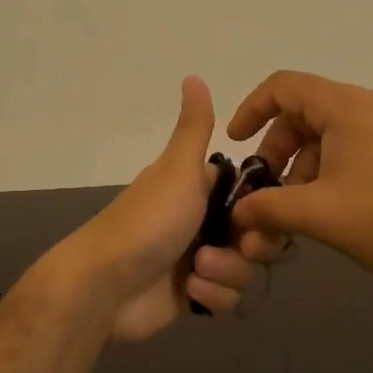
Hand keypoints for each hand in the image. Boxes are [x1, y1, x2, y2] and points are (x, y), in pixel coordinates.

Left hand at [66, 76, 263, 343]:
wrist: (106, 285)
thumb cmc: (148, 220)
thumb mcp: (178, 168)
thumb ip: (194, 127)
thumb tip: (193, 76)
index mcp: (200, 188)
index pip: (253, 194)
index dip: (266, 205)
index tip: (265, 212)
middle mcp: (202, 221)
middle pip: (256, 234)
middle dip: (251, 245)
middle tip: (240, 246)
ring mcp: (198, 260)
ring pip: (244, 268)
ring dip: (226, 271)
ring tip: (197, 270)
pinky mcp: (193, 295)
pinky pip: (225, 297)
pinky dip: (212, 295)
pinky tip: (190, 291)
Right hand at [226, 71, 372, 296]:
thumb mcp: (320, 214)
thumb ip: (269, 209)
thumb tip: (236, 214)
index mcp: (346, 106)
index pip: (283, 86)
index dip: (251, 110)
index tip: (236, 145)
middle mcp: (368, 106)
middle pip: (303, 115)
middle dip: (276, 155)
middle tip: (264, 195)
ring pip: (326, 138)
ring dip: (301, 172)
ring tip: (293, 218)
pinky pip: (351, 150)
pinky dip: (327, 175)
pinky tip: (325, 214)